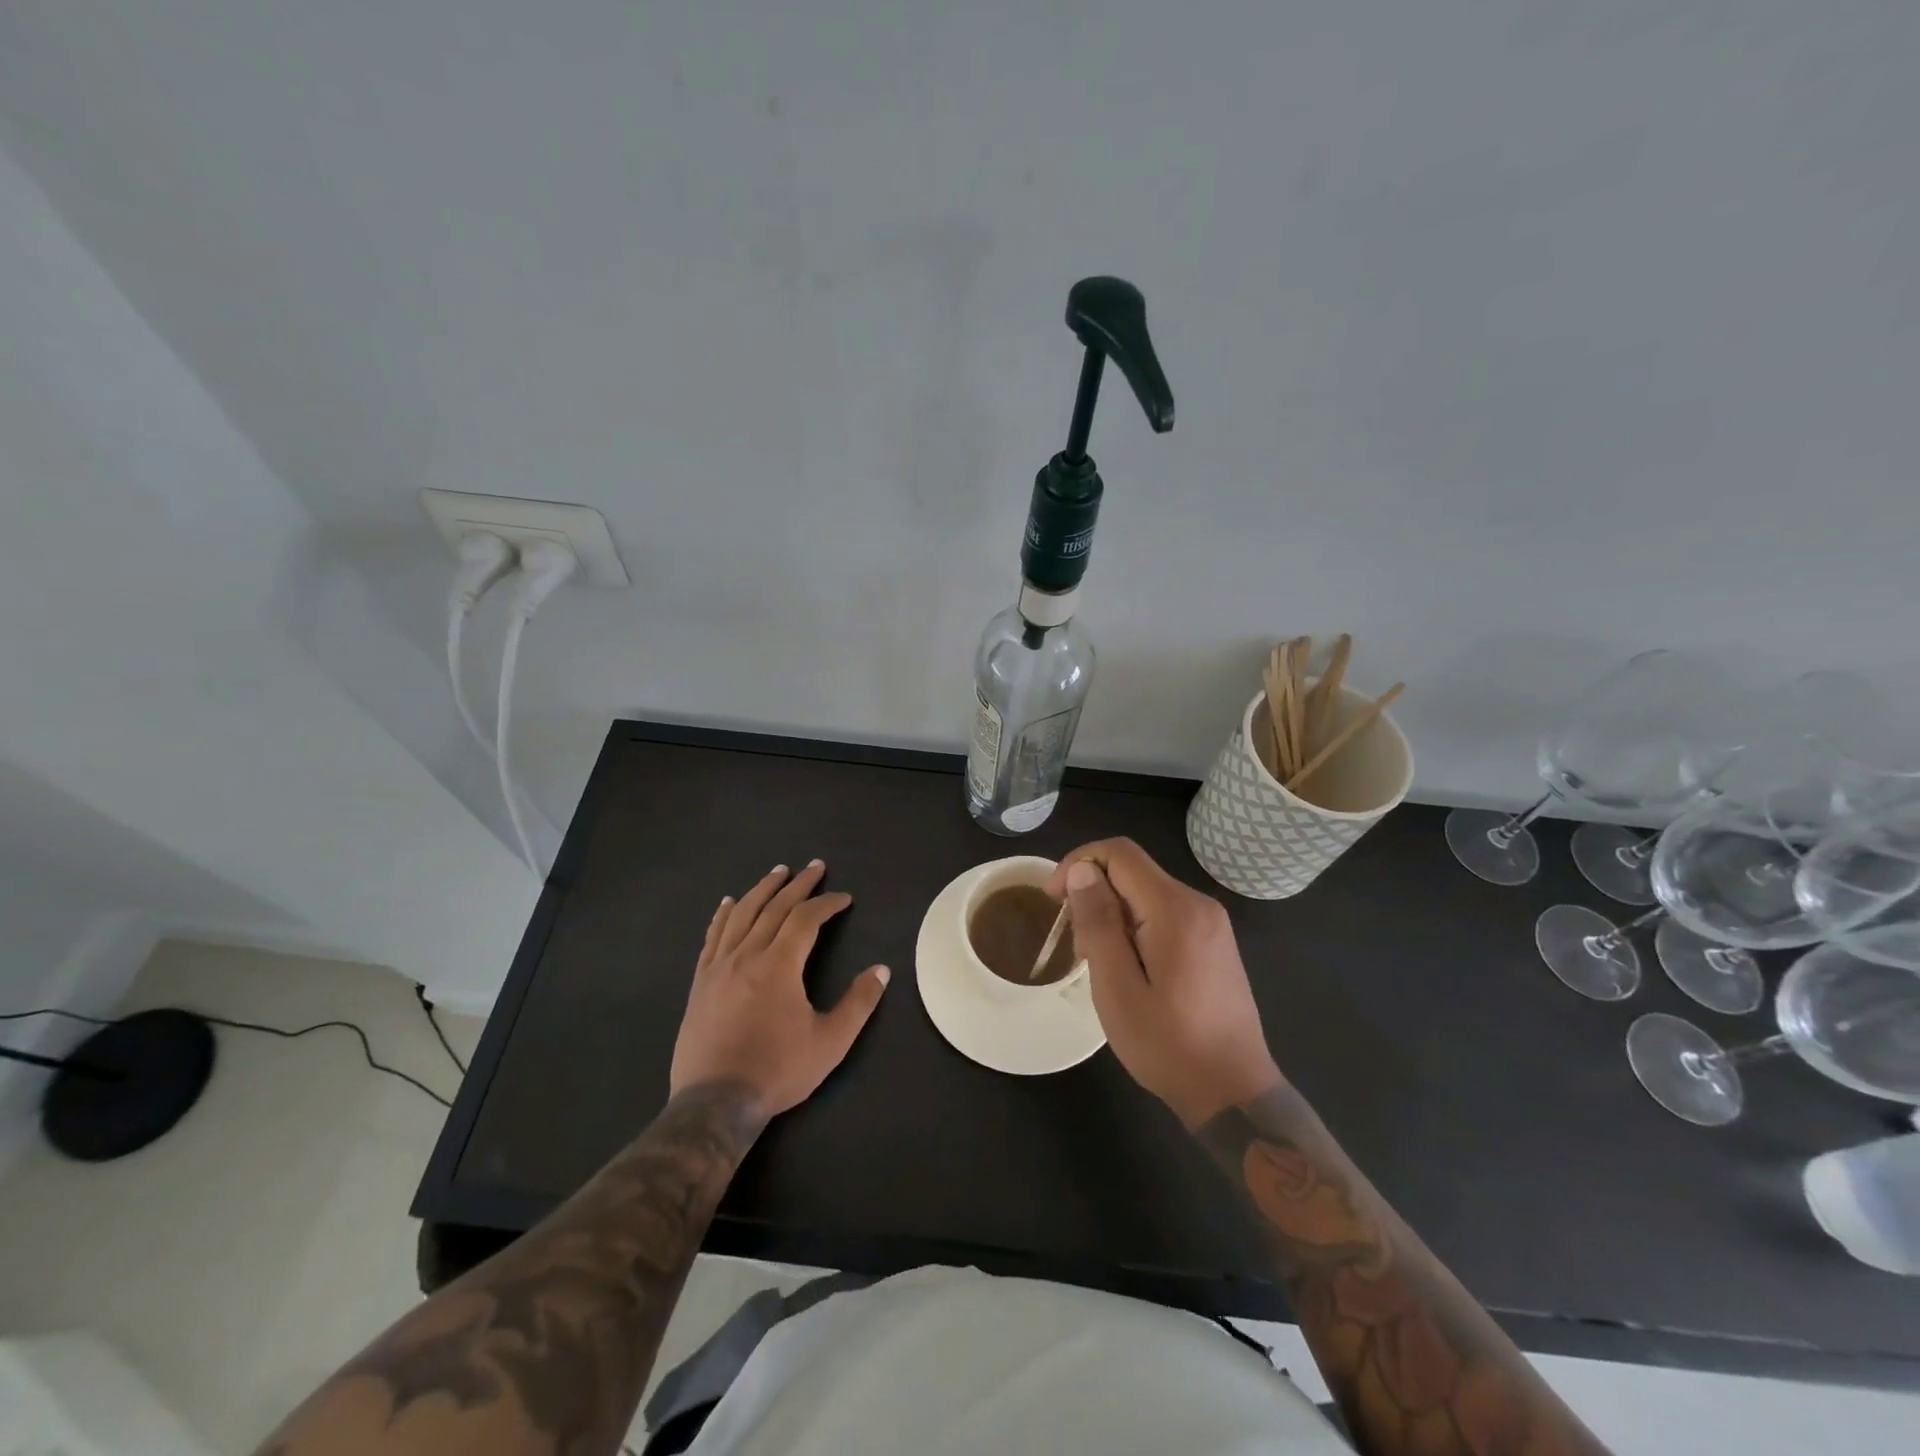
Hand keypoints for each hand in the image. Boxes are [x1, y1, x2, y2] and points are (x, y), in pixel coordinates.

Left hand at [670, 861, 890, 1119]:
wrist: (715, 1103)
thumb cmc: (777, 1071)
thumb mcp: (830, 1042)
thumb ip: (858, 1003)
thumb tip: (882, 970)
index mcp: (779, 965)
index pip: (806, 919)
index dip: (827, 903)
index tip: (844, 898)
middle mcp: (747, 955)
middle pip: (774, 907)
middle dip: (798, 884)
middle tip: (815, 867)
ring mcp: (719, 967)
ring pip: (741, 914)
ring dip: (762, 889)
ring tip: (777, 872)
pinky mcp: (701, 982)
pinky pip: (712, 937)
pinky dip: (723, 915)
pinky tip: (728, 903)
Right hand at [1049, 839, 1281, 1128]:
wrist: (1234, 1094)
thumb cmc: (1169, 1045)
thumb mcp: (1117, 988)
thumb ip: (1098, 923)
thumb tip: (1081, 870)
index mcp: (1176, 909)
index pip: (1120, 853)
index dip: (1079, 863)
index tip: (1054, 901)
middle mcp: (1198, 903)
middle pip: (1133, 870)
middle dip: (1094, 894)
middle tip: (1078, 948)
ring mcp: (1211, 922)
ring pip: (1146, 892)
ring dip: (1112, 914)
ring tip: (1100, 964)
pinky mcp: (1213, 941)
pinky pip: (1164, 912)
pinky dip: (1135, 926)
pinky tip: (1129, 969)